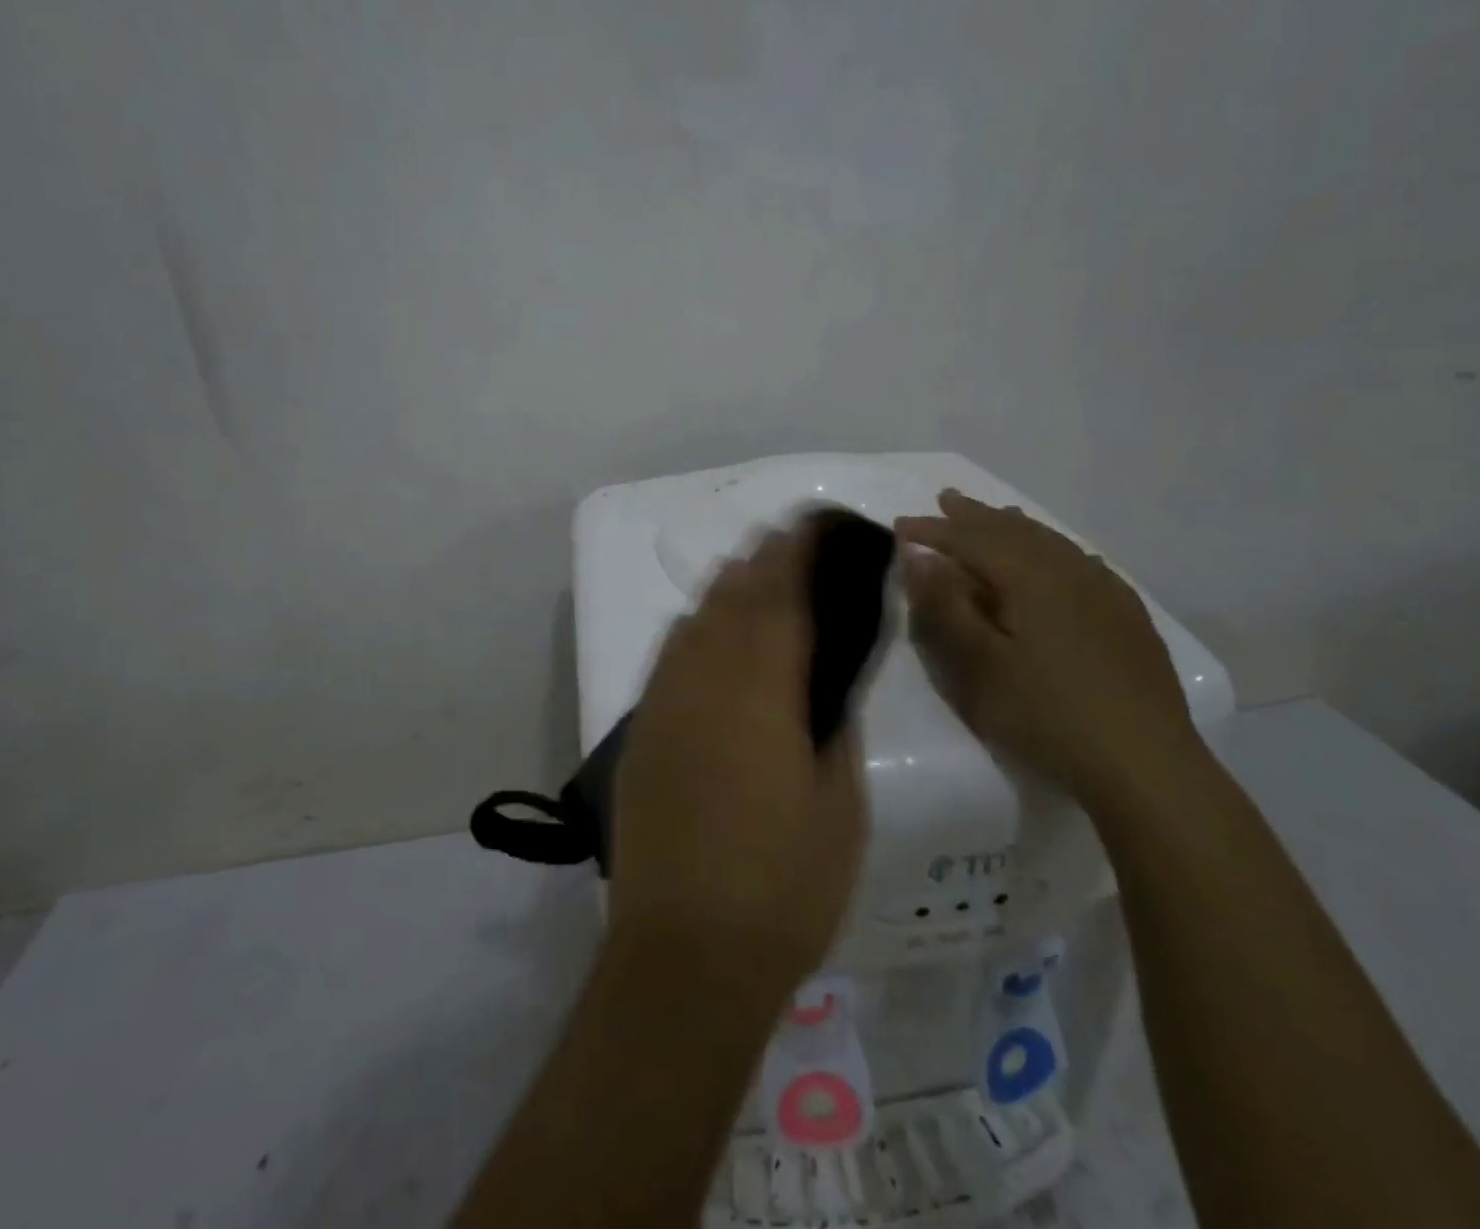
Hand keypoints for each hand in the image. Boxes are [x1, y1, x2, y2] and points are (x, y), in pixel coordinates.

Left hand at [609, 522, 867, 1000]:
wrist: (685, 952)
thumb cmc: (783, 886)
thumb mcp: (838, 805)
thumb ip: (832, 724)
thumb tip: (827, 679)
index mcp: (759, 692)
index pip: (778, 600)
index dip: (793, 555)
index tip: (809, 527)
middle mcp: (702, 682)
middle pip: (730, 599)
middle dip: (758, 561)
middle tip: (785, 540)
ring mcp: (663, 705)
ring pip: (693, 621)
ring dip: (723, 589)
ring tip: (750, 573)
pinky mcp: (641, 733)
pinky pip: (668, 656)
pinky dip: (693, 628)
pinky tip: (708, 633)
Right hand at [896, 490, 1203, 806]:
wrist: (1146, 765)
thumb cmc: (1047, 715)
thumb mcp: (979, 667)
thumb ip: (945, 608)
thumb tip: (920, 559)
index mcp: (1030, 578)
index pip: (971, 540)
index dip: (933, 531)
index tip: (899, 526)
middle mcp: (1070, 571)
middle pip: (1013, 531)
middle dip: (974, 516)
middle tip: (945, 499)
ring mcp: (1105, 592)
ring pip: (1051, 542)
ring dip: (1014, 526)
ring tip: (994, 515)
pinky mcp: (1127, 616)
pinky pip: (1081, 561)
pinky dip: (1053, 547)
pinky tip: (1057, 556)